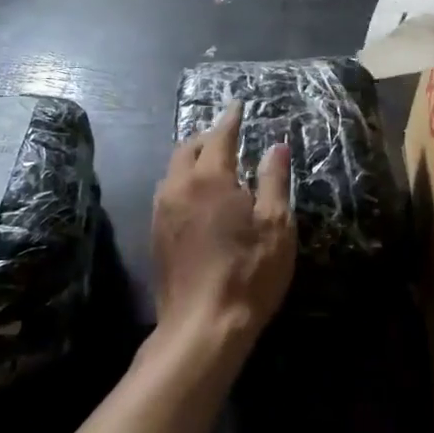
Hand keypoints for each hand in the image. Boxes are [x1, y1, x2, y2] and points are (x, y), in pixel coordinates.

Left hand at [151, 105, 295, 362]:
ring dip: (192, 160)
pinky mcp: (156, 237)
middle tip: (227, 136)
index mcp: (210, 178)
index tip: (237, 105)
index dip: (231, 119)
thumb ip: (275, 180)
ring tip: (213, 164)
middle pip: (187, 149)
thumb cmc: (249, 272)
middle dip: (207, 137)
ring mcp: (162, 213)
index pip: (219, 136)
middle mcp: (179, 188)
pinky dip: (184, 183)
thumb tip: (277, 146)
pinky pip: (168, 194)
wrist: (203, 327)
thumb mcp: (276, 224)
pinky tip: (199, 198)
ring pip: (173, 172)